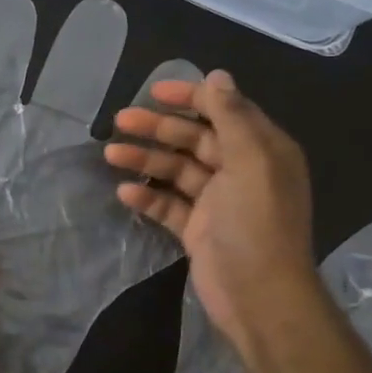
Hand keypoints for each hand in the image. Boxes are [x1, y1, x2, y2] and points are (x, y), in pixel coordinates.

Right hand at [106, 69, 321, 357]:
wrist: (259, 296)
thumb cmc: (256, 223)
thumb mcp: (250, 162)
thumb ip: (231, 117)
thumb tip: (217, 75)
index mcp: (261, 150)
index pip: (224, 111)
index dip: (191, 98)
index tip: (154, 92)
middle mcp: (241, 171)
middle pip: (194, 139)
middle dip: (158, 129)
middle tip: (120, 120)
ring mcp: (218, 202)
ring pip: (177, 171)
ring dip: (145, 160)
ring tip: (110, 154)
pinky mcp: (199, 229)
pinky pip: (169, 205)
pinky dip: (148, 197)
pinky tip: (124, 194)